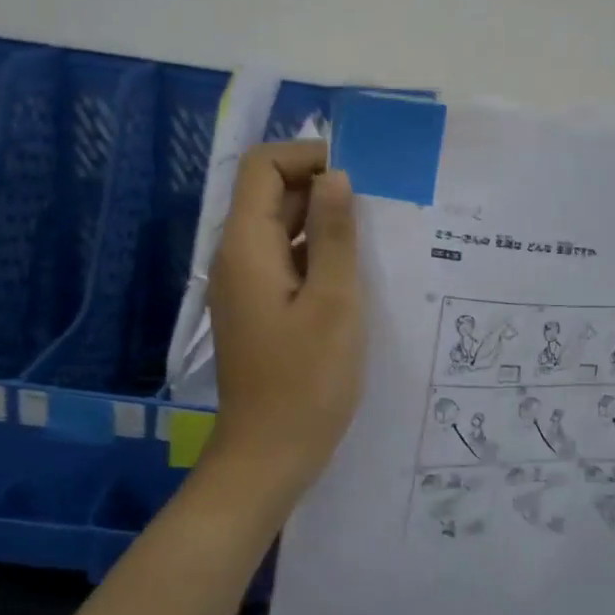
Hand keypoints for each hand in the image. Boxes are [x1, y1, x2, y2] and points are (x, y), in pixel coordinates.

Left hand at [206, 140, 364, 499]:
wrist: (269, 456)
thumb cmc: (306, 381)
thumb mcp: (334, 302)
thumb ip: (334, 234)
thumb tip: (335, 176)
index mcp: (246, 247)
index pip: (262, 166)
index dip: (307, 158)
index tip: (356, 179)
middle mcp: (237, 257)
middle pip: (271, 194)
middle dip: (322, 190)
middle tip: (378, 210)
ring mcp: (246, 285)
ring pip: (281, 229)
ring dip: (324, 224)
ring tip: (375, 240)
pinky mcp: (259, 308)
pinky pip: (286, 261)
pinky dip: (317, 255)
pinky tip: (355, 275)